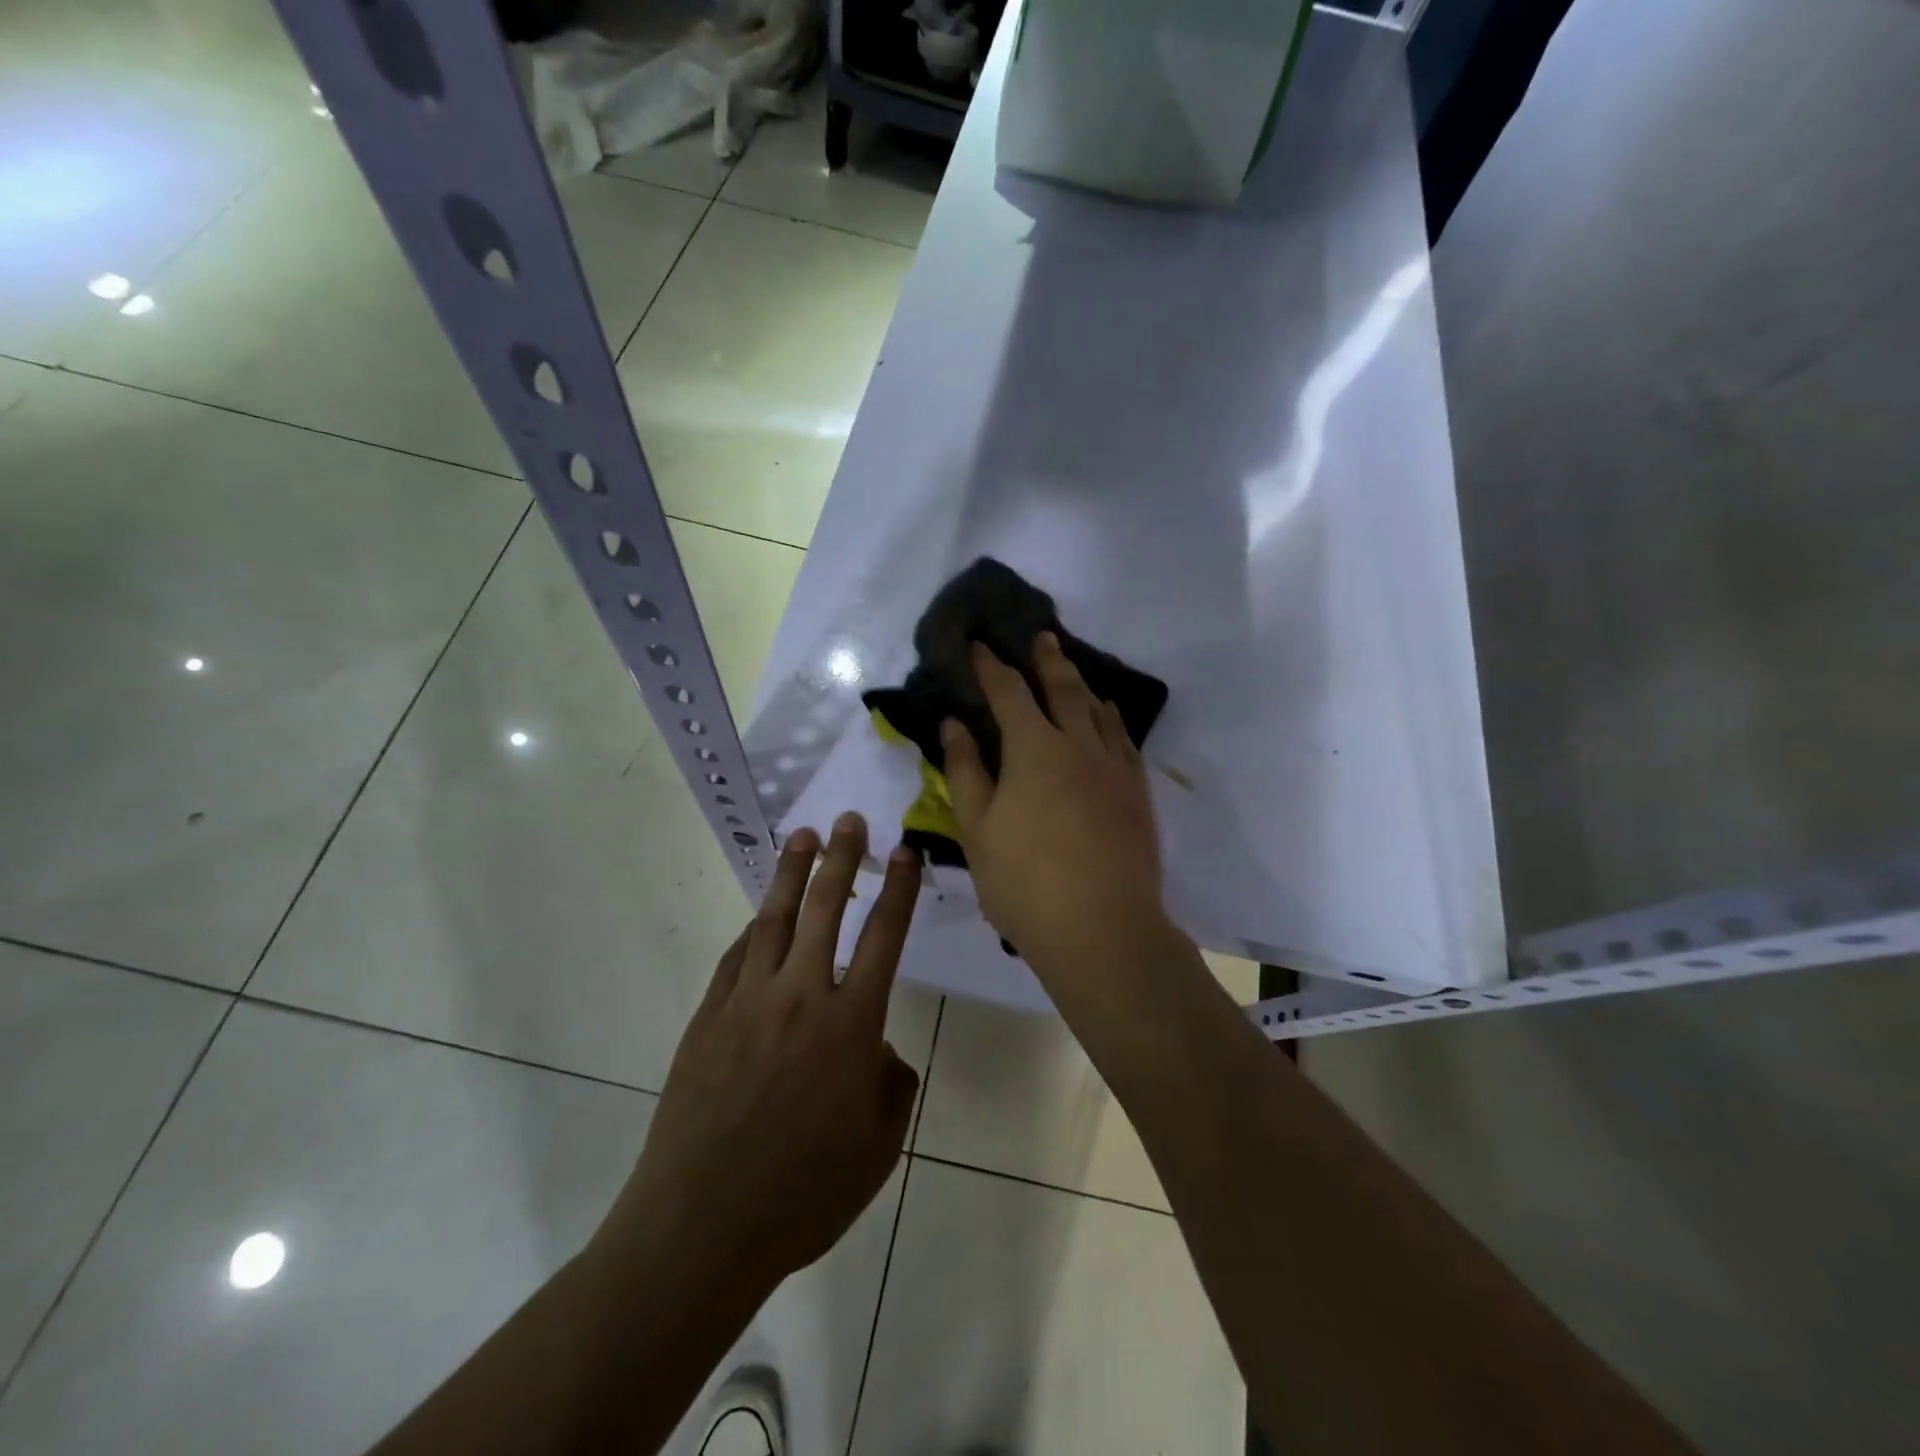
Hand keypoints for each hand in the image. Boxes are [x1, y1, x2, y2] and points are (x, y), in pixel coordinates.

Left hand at [596, 814, 922, 1301]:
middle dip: (842, 858)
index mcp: (852, 1025)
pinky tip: (759, 919)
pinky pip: (735, 958)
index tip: (906, 852)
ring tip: (803, 837)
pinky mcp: (708, 1017)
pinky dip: (753, 931)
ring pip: (775, 919)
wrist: (702, 1227)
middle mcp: (801, 997)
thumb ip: (892, 1087)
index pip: (884, 937)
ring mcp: (748, 1002)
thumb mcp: (877, 1149)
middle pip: (827, 908)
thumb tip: (880, 1052)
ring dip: (792, 874)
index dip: (899, 891)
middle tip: (849, 820)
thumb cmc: (804, 1194)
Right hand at [943, 632, 1170, 988]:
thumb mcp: (977, 828)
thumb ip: (965, 771)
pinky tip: (1108, 719)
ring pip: (1098, 710)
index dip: (991, 667)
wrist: (1102, 928)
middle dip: (1047, 660)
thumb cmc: (1025, 882)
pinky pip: (1124, 739)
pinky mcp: (1137, 791)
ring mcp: (1114, 766)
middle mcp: (1078, 744)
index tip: (978, 645)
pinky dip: (1111, 719)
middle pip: (1063, 689)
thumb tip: (954, 724)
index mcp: (1034, 749)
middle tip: (1041, 637)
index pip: (1008, 693)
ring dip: (1082, 684)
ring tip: (1072, 670)